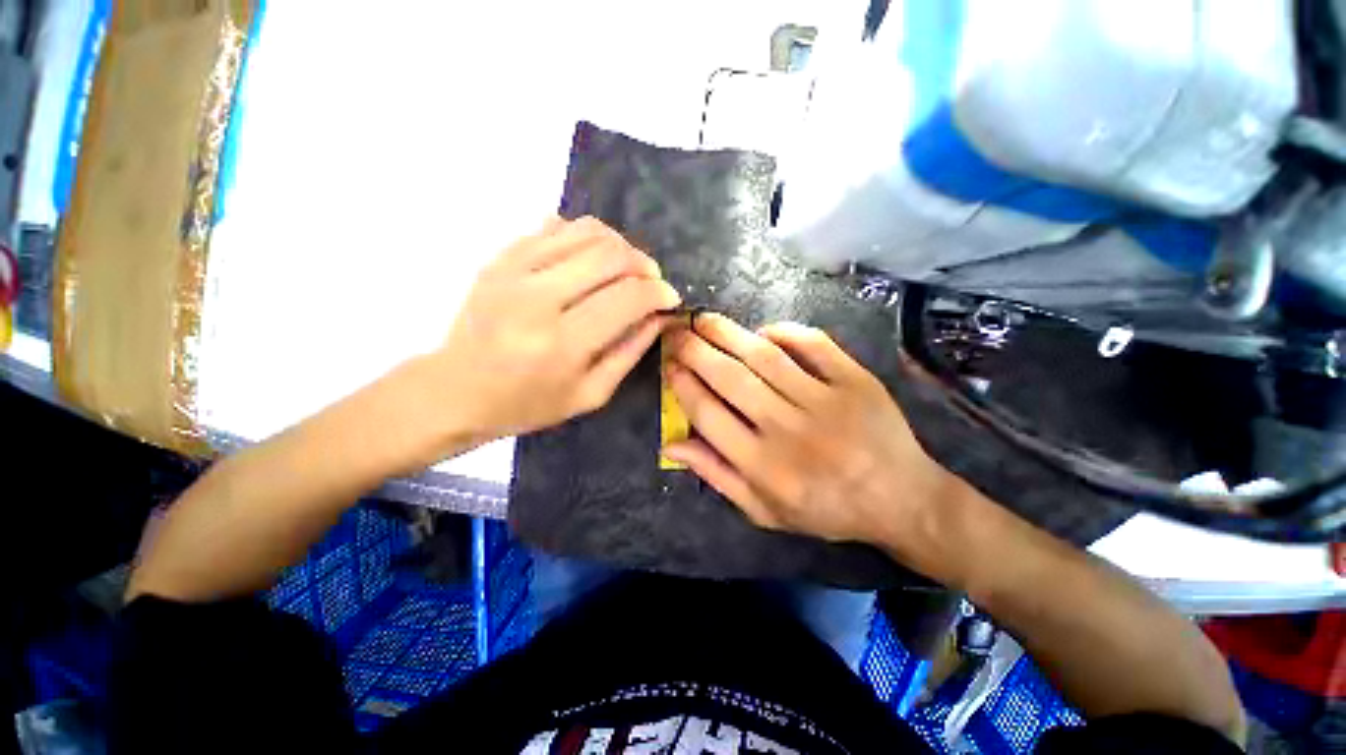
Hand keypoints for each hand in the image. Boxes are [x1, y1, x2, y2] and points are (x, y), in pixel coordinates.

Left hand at [427, 216, 679, 446]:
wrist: (455, 391)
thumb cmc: (527, 404)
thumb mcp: (590, 394)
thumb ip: (630, 352)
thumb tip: (660, 316)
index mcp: (562, 343)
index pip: (627, 298)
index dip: (658, 293)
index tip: (670, 298)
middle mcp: (537, 298)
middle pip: (609, 255)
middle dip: (643, 263)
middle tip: (651, 280)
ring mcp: (513, 271)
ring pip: (585, 232)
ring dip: (619, 245)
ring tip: (626, 267)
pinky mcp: (500, 258)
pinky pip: (554, 227)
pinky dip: (585, 236)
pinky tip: (591, 259)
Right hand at [663, 313, 959, 553]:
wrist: (901, 499)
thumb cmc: (826, 510)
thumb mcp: (763, 511)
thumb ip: (717, 476)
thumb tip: (672, 445)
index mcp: (764, 466)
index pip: (709, 414)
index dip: (683, 386)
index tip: (669, 366)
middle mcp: (790, 429)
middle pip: (731, 378)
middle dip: (696, 350)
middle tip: (676, 332)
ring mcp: (826, 401)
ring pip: (765, 357)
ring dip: (728, 333)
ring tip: (704, 319)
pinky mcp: (856, 381)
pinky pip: (813, 345)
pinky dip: (785, 332)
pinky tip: (763, 331)